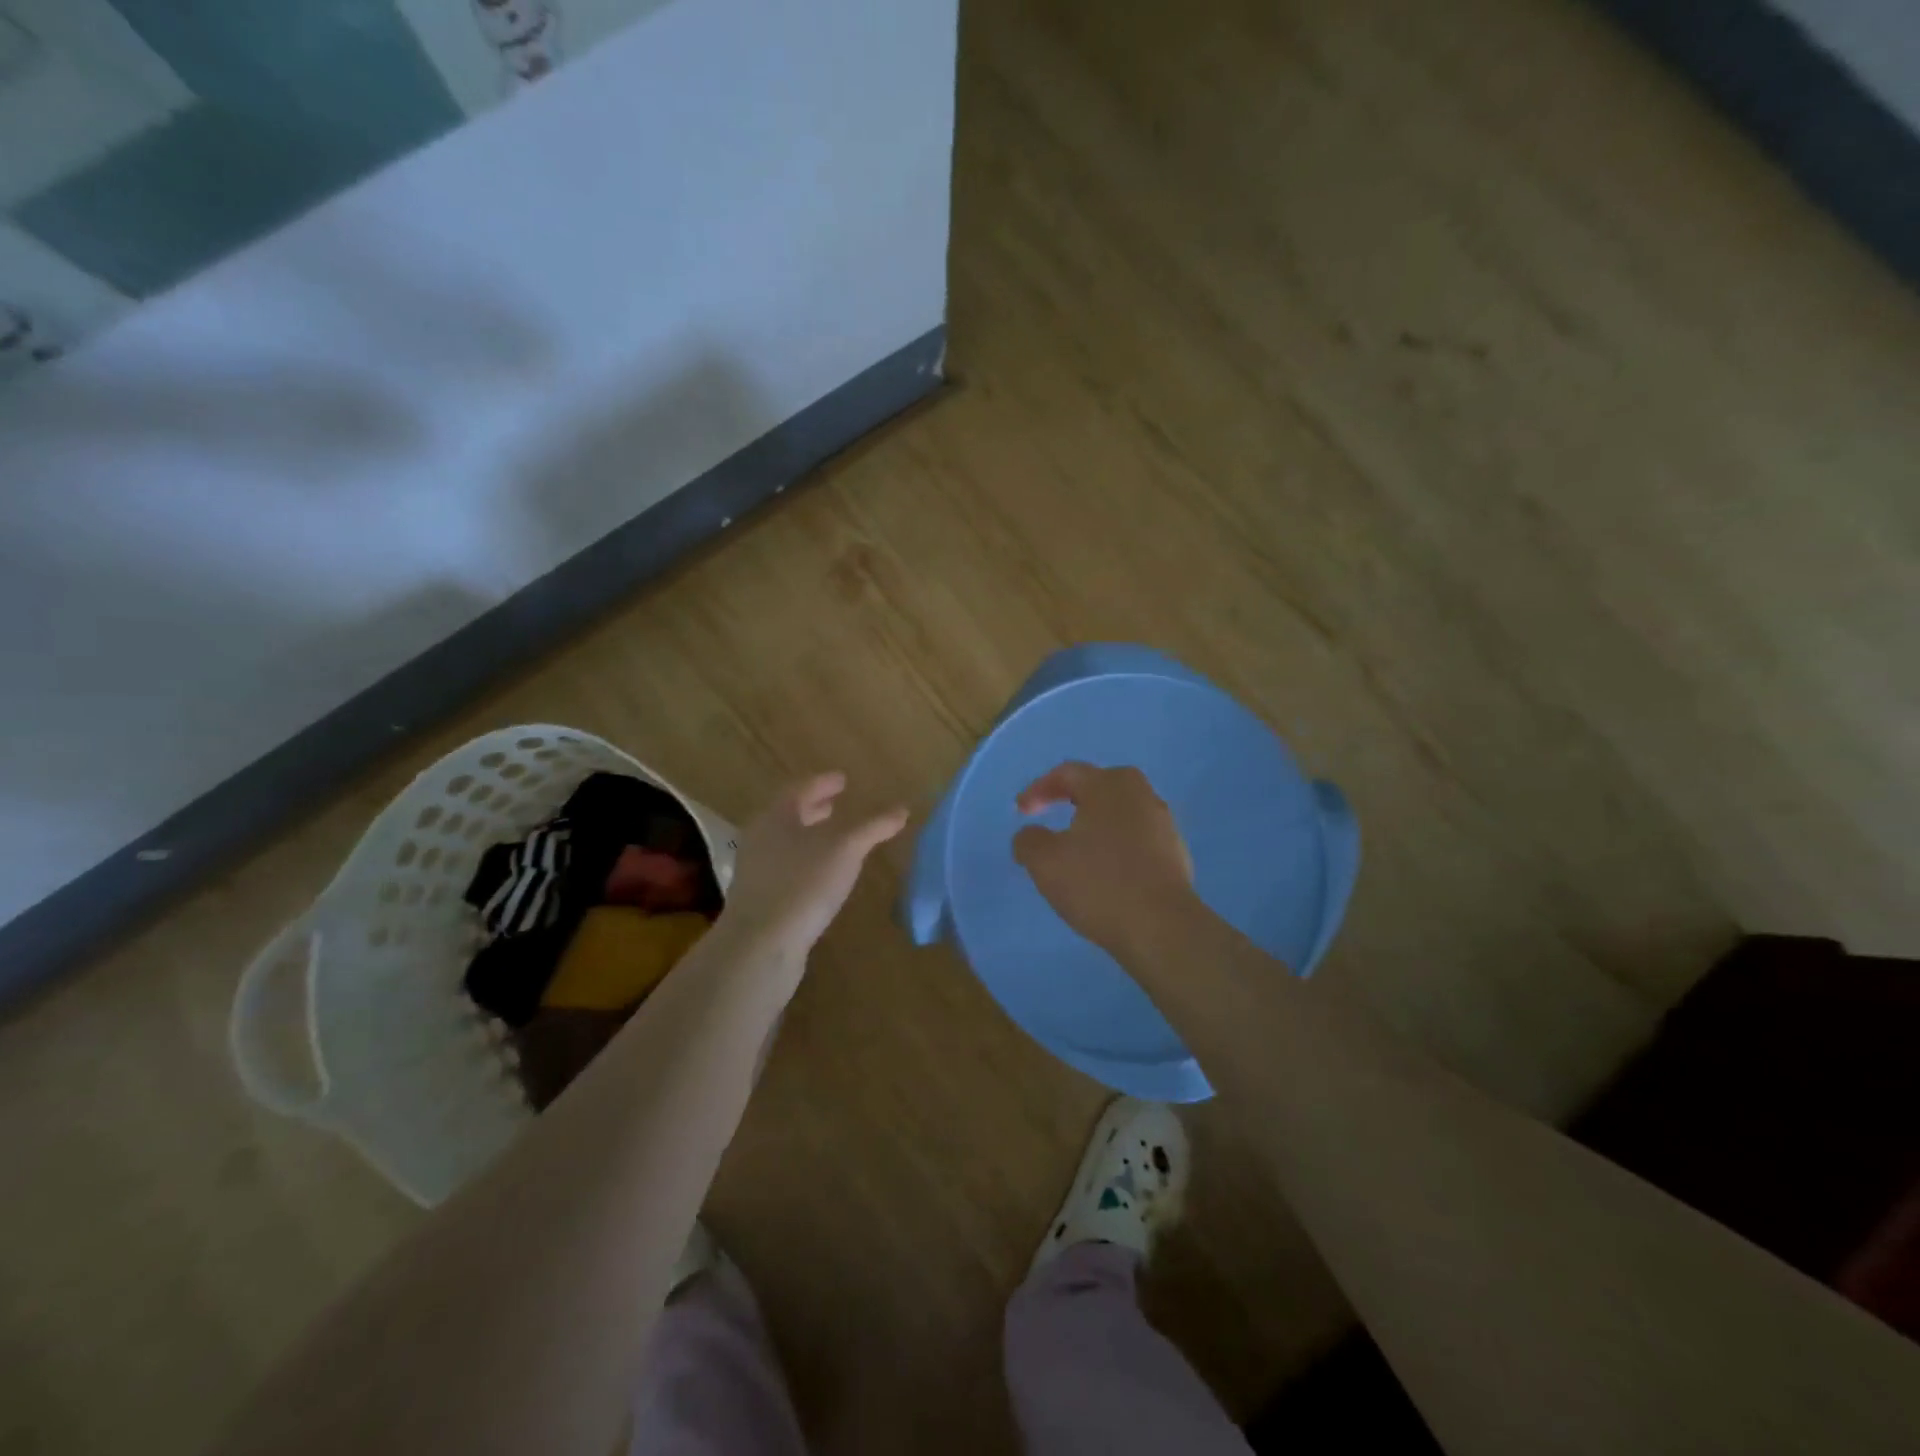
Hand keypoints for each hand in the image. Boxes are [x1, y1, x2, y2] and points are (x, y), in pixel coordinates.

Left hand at [720, 772, 908, 960]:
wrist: (761, 944)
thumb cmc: (804, 884)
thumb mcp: (846, 850)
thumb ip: (873, 827)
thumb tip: (903, 808)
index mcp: (776, 816)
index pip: (800, 789)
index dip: (823, 782)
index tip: (842, 779)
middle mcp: (760, 837)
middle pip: (789, 814)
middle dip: (814, 808)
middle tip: (836, 803)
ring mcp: (756, 869)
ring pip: (786, 842)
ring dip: (809, 835)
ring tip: (833, 838)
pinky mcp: (759, 898)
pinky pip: (785, 867)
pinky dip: (805, 860)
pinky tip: (821, 875)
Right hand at [1013, 762, 1197, 955]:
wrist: (1162, 927)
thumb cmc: (1099, 884)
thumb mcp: (1045, 862)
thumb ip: (1029, 840)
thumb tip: (1030, 835)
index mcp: (1108, 786)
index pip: (1067, 773)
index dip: (1038, 789)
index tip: (1021, 812)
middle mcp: (1140, 795)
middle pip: (1101, 785)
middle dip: (1073, 797)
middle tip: (1055, 815)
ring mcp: (1164, 824)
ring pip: (1122, 812)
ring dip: (1097, 823)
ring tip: (1079, 847)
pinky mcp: (1176, 853)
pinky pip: (1138, 838)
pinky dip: (1117, 845)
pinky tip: (1106, 871)